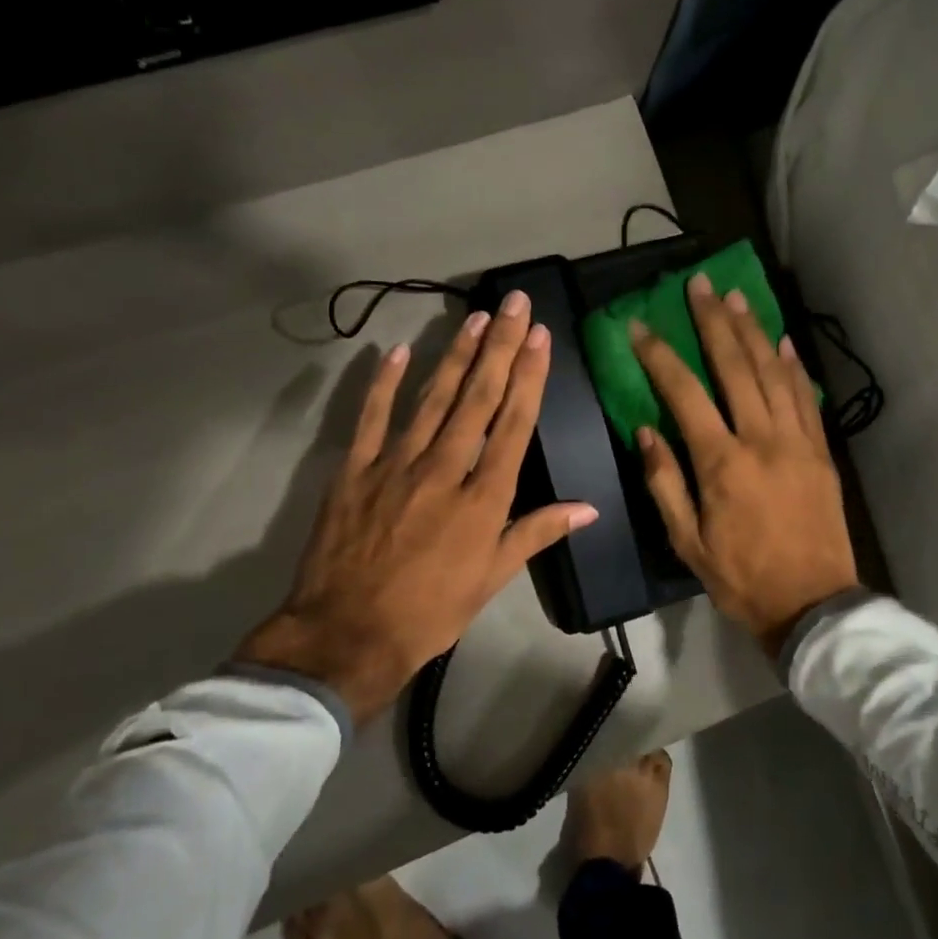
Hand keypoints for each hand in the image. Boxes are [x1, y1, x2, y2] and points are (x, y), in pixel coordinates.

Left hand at [238, 291, 598, 724]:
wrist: (348, 633)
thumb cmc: (432, 610)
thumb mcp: (493, 578)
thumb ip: (537, 533)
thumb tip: (588, 509)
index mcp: (483, 497)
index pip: (512, 424)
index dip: (528, 377)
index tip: (538, 337)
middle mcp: (444, 469)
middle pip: (476, 398)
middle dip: (498, 347)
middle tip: (512, 304)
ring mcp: (395, 464)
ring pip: (431, 399)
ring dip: (455, 355)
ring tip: (474, 317)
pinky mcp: (354, 470)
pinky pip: (371, 418)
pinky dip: (383, 383)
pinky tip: (398, 351)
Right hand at [630, 273, 858, 658]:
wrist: (813, 604)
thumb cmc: (741, 577)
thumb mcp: (687, 542)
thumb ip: (665, 482)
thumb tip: (646, 430)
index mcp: (722, 463)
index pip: (685, 393)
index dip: (660, 355)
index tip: (641, 326)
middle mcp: (762, 440)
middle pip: (736, 367)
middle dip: (713, 322)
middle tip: (699, 285)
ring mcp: (798, 442)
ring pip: (775, 373)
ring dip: (754, 331)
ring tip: (736, 297)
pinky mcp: (821, 452)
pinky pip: (806, 398)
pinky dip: (793, 366)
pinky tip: (782, 342)